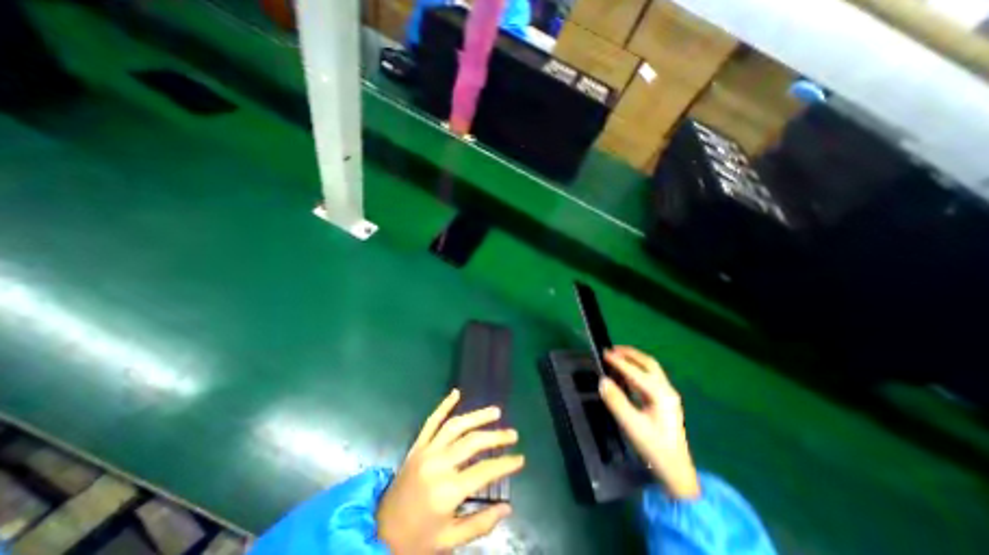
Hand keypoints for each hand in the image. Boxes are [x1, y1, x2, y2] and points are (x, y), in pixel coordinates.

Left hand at [375, 391, 524, 554]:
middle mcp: (438, 465)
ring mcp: (426, 451)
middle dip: (496, 437)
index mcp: (447, 491)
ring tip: (495, 411)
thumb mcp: (450, 541)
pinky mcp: (417, 446)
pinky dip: (444, 405)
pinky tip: (455, 393)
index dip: (505, 464)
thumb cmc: (417, 540)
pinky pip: (431, 421)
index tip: (520, 459)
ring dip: (477, 416)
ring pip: (455, 426)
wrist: (379, 531)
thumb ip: (481, 524)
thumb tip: (508, 507)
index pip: (484, 471)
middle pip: (472, 442)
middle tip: (513, 434)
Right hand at [599, 346, 698, 499]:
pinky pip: (649, 377)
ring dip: (633, 360)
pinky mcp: (663, 400)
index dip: (619, 362)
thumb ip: (616, 401)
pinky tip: (625, 373)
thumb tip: (603, 380)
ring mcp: (667, 395)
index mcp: (661, 395)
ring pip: (650, 369)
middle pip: (648, 363)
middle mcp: (666, 390)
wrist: (675, 471)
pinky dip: (635, 370)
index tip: (603, 353)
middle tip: (611, 350)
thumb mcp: (632, 426)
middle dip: (630, 354)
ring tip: (616, 356)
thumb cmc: (654, 447)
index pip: (637, 372)